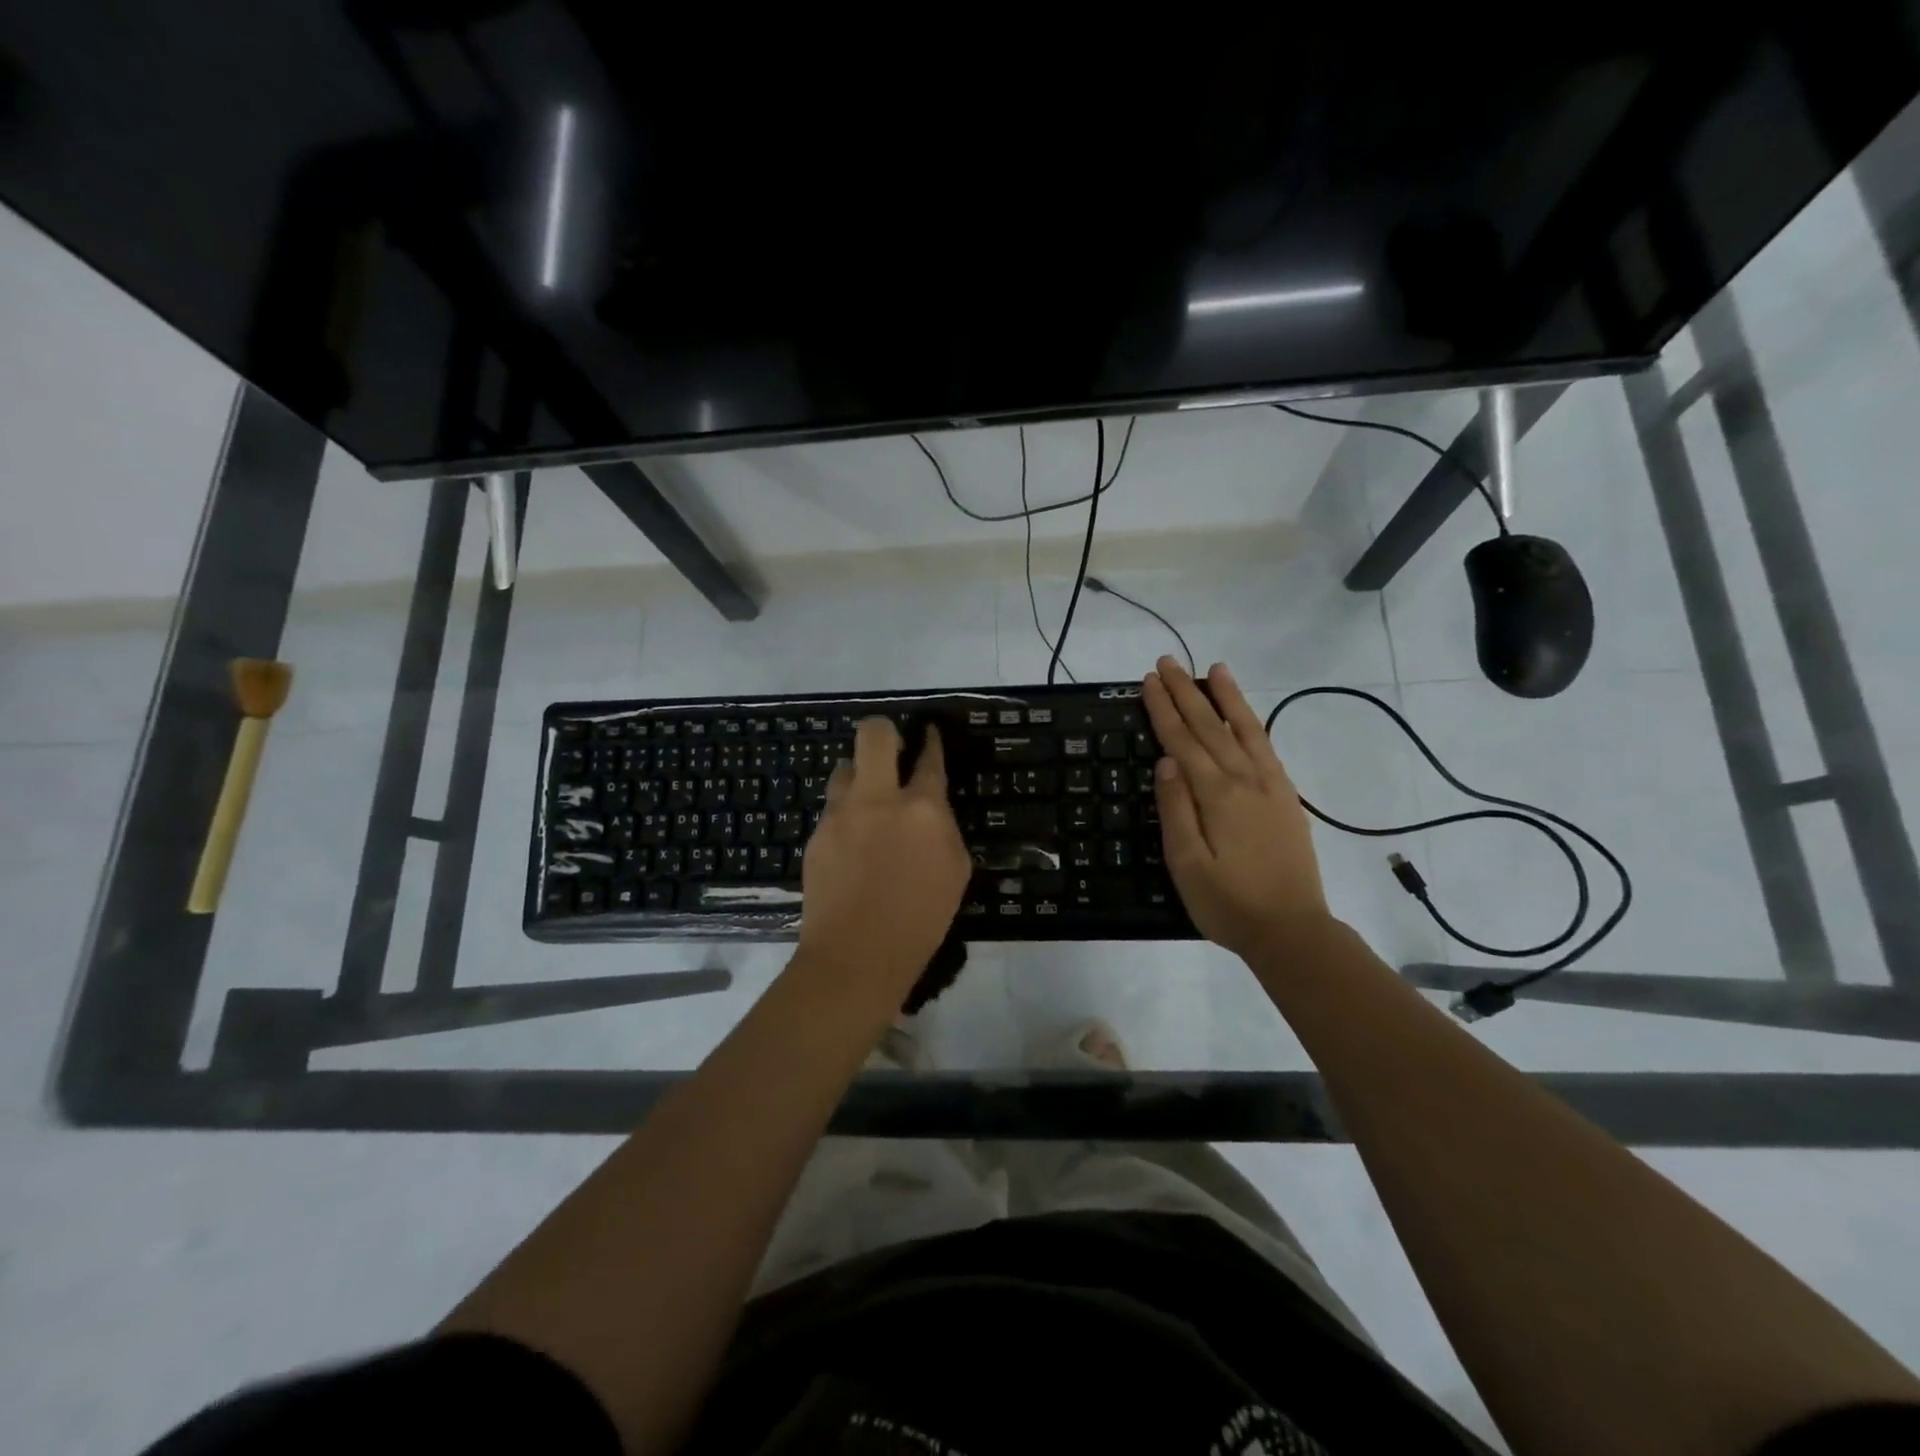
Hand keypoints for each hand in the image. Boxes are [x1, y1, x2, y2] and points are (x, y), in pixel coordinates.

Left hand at [796, 717, 970, 991]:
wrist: (857, 955)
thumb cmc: (921, 920)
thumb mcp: (955, 871)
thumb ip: (942, 828)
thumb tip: (929, 811)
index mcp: (923, 809)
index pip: (929, 758)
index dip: (930, 741)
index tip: (928, 733)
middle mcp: (878, 799)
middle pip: (874, 735)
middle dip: (883, 731)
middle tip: (891, 749)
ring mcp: (841, 814)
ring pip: (844, 768)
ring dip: (859, 775)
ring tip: (868, 800)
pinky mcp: (816, 834)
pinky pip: (833, 808)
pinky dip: (845, 814)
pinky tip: (852, 842)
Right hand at [1143, 656, 1331, 958]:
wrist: (1292, 930)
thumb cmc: (1228, 903)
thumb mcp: (1186, 864)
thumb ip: (1176, 810)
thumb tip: (1166, 761)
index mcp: (1216, 795)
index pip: (1182, 740)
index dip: (1164, 709)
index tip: (1148, 681)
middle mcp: (1244, 780)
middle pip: (1210, 726)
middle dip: (1186, 692)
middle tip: (1167, 662)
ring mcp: (1270, 786)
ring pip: (1244, 729)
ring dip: (1226, 697)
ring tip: (1213, 669)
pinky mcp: (1286, 798)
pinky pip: (1267, 748)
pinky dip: (1253, 724)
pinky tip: (1245, 715)